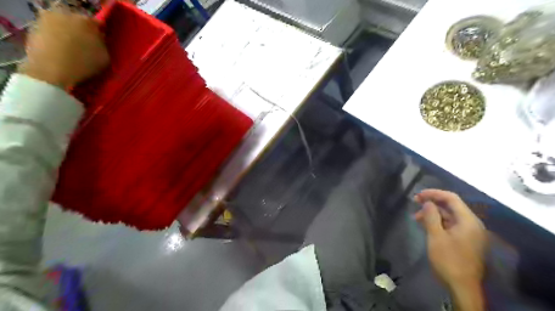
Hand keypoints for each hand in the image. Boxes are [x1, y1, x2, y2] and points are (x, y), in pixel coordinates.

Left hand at [18, 7, 109, 89]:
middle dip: (82, 32)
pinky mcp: (34, 27)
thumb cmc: (83, 64)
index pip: (97, 25)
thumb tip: (98, 40)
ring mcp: (47, 19)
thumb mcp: (105, 57)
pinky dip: (56, 39)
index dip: (99, 35)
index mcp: (87, 21)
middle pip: (78, 22)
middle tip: (86, 47)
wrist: (51, 70)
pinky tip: (60, 51)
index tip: (100, 44)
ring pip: (63, 26)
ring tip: (72, 50)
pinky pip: (51, 32)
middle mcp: (66, 15)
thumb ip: (103, 45)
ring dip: (68, 35)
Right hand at [414, 190, 486, 308]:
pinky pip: (452, 225)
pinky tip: (426, 226)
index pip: (451, 198)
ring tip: (417, 217)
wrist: (462, 287)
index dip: (434, 193)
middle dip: (432, 203)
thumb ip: (431, 216)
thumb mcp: (436, 236)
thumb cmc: (449, 260)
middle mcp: (472, 224)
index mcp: (468, 221)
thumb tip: (428, 202)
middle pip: (451, 206)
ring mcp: (470, 233)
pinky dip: (439, 223)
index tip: (418, 195)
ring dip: (433, 214)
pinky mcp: (466, 240)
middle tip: (415, 204)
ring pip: (450, 216)